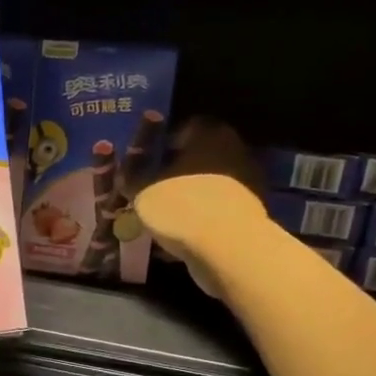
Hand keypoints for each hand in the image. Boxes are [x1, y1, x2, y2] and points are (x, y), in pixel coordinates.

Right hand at [134, 119, 266, 299]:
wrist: (230, 249)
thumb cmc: (182, 207)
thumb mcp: (142, 190)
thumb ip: (133, 177)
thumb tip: (125, 170)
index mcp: (208, 134)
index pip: (184, 126)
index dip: (162, 142)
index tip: (145, 161)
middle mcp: (233, 150)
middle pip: (198, 156)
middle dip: (176, 172)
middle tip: (151, 189)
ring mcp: (247, 183)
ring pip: (207, 185)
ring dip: (188, 197)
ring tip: (163, 218)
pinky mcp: (250, 213)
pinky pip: (216, 210)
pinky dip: (200, 219)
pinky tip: (180, 236)